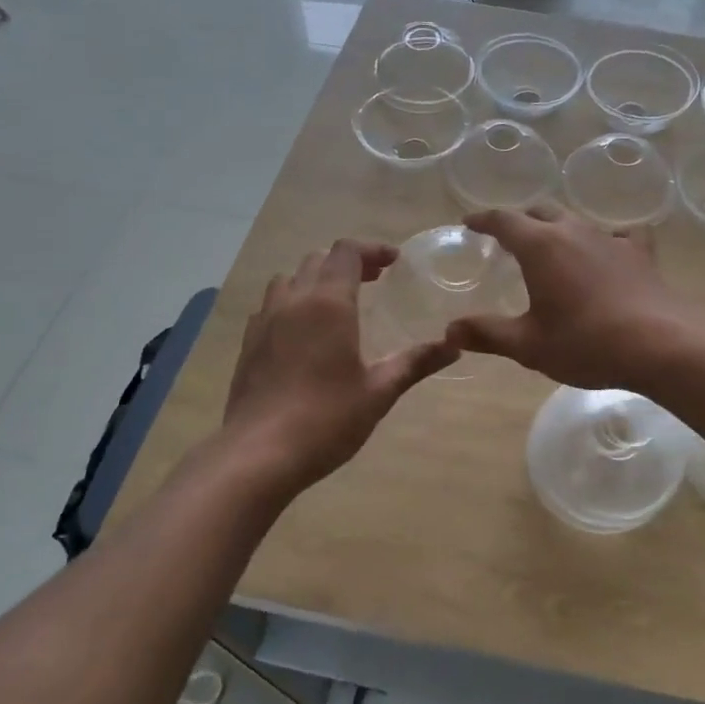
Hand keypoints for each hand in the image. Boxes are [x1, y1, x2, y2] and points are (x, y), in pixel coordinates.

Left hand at [223, 240, 458, 491]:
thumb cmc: (326, 419)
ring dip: (316, 279)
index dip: (372, 249)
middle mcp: (293, 301)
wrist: (258, 454)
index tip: (394, 262)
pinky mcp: (249, 343)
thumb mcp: (379, 391)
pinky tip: (304, 331)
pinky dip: (292, 302)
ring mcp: (265, 320)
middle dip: (349, 262)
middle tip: (375, 281)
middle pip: (318, 259)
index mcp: (328, 304)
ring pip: (290, 278)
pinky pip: (271, 304)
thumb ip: (416, 362)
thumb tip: (455, 346)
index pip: (347, 252)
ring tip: (338, 302)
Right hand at [445, 205, 703, 390]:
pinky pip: (618, 234)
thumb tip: (450, 329)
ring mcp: (610, 238)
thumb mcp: (528, 344)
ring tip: (552, 246)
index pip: (504, 220)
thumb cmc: (585, 342)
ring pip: (576, 221)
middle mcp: (573, 231)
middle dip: (520, 221)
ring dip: (558, 229)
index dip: (484, 219)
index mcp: (540, 246)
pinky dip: (605, 239)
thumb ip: (487, 333)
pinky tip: (608, 252)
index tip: (470, 222)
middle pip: (541, 212)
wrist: (659, 344)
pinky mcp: (639, 252)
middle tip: (508, 237)